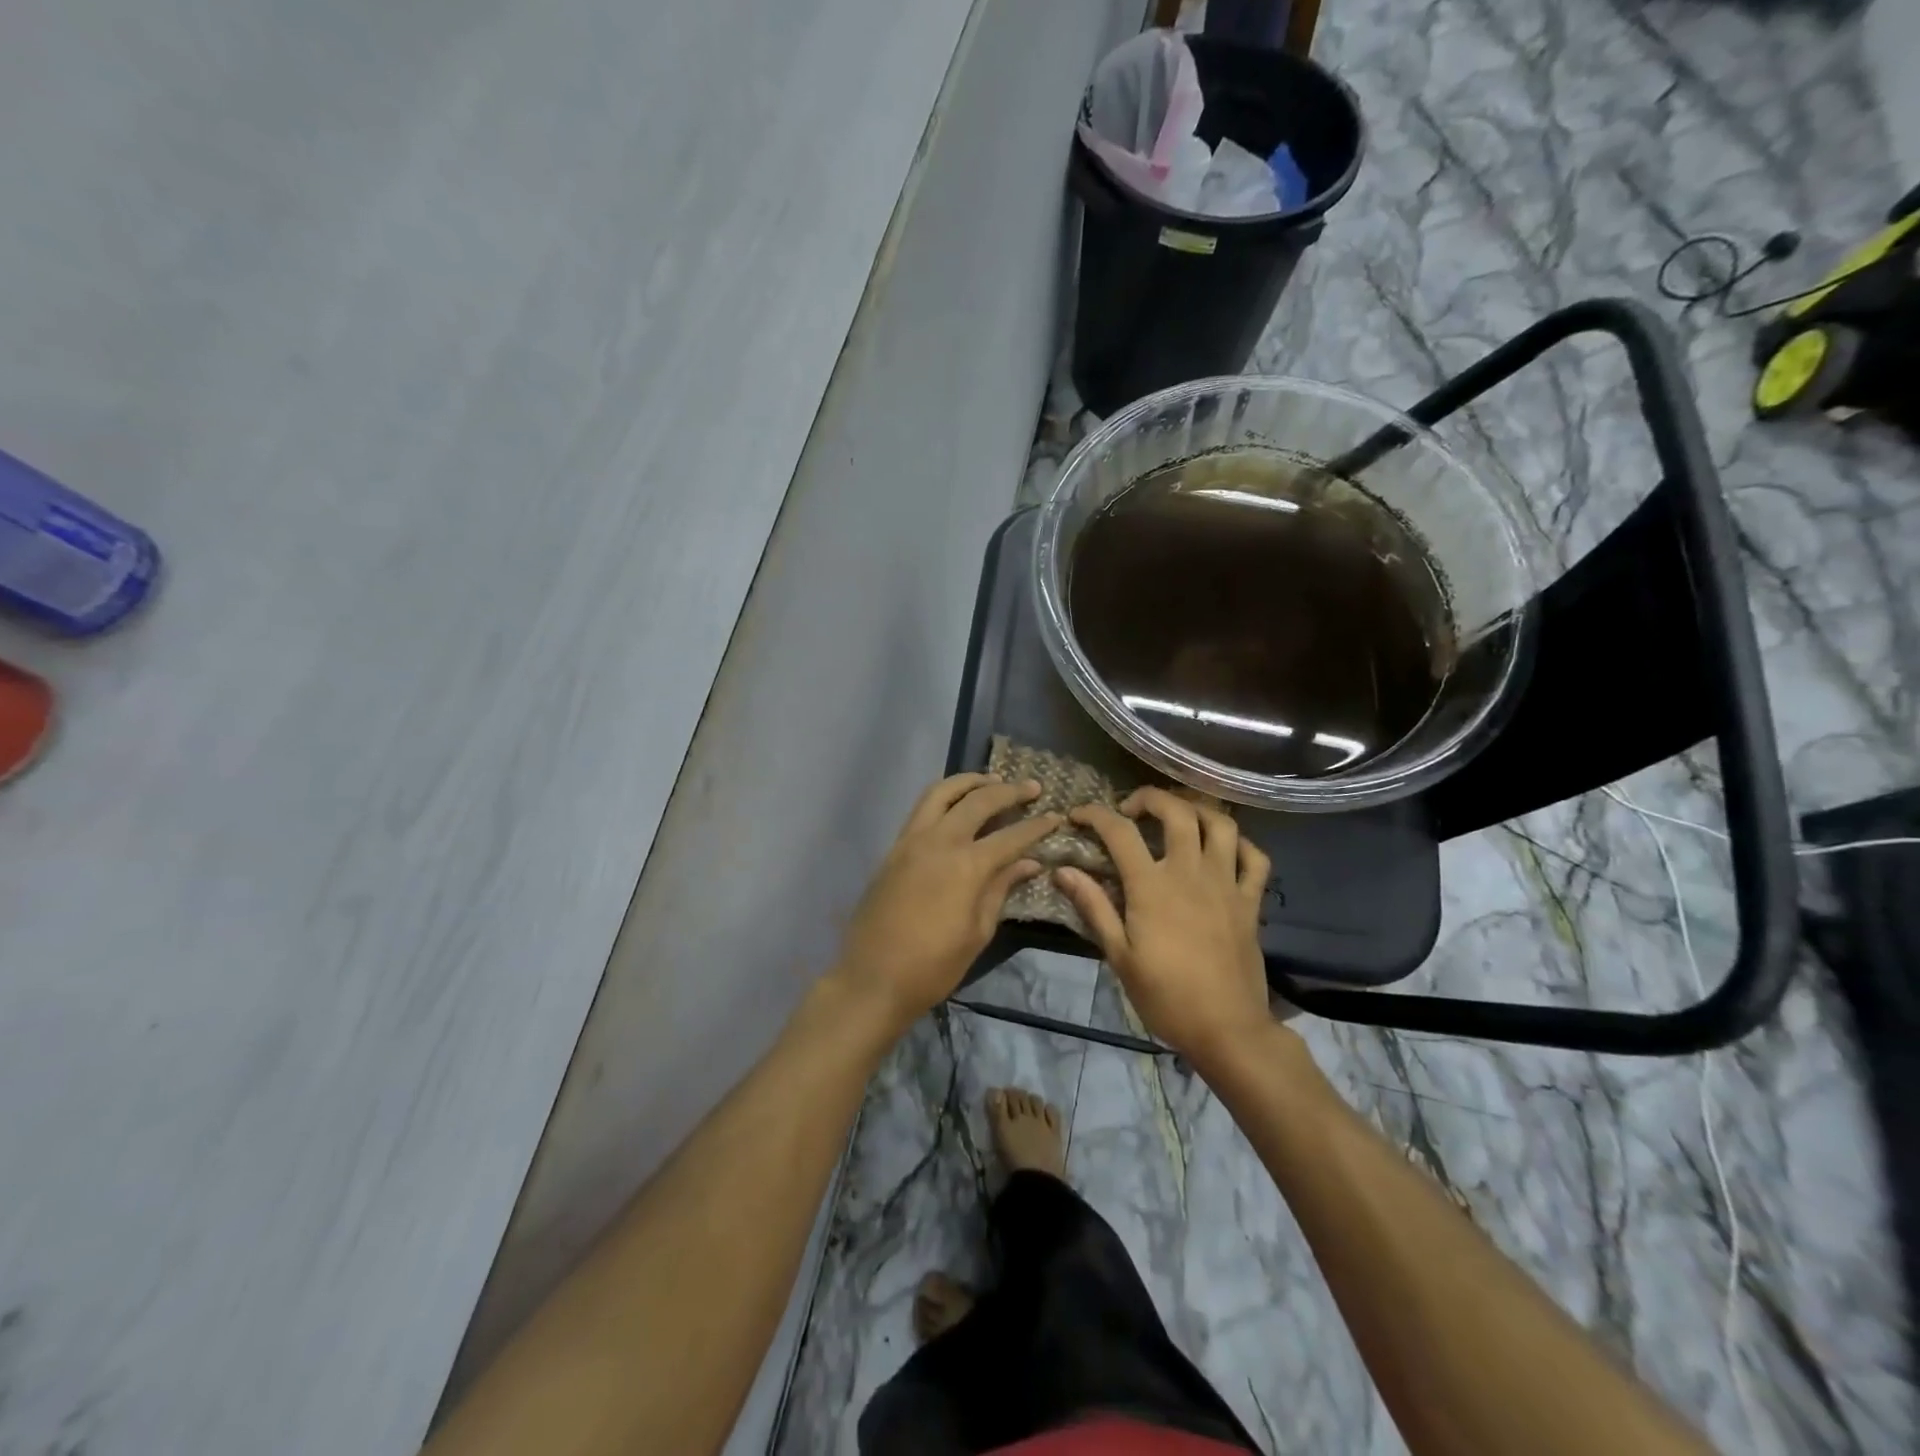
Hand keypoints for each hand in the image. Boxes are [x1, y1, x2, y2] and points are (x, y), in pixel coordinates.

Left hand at [833, 773, 1060, 1035]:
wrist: (872, 979)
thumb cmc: (933, 966)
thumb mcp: (978, 932)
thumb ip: (1001, 889)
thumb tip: (1028, 863)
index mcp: (966, 866)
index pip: (1011, 836)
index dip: (1037, 826)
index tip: (1056, 816)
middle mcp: (939, 841)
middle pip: (978, 801)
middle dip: (1008, 791)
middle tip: (1032, 787)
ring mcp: (911, 840)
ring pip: (941, 792)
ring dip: (970, 782)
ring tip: (991, 781)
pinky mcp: (894, 848)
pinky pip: (921, 808)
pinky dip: (944, 797)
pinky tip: (958, 804)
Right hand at [1056, 787, 1274, 1066]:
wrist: (1226, 1029)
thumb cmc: (1165, 996)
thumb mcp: (1119, 955)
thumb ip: (1093, 906)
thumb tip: (1063, 870)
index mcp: (1152, 886)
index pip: (1120, 832)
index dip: (1095, 814)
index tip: (1078, 816)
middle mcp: (1191, 873)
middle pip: (1177, 811)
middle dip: (1150, 797)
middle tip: (1132, 809)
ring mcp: (1226, 884)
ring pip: (1221, 824)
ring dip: (1197, 810)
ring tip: (1179, 818)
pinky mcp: (1250, 901)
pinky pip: (1255, 858)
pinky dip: (1240, 844)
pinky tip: (1223, 849)